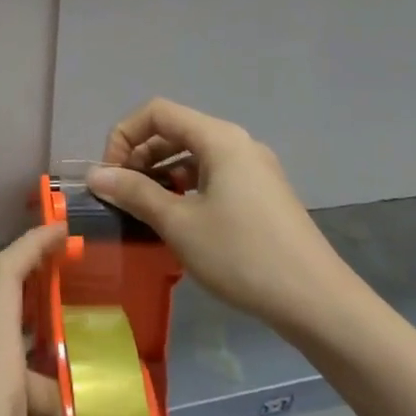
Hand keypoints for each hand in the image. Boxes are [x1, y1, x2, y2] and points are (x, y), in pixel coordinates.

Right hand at [87, 98, 364, 338]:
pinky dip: (187, 188)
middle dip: (140, 155)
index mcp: (219, 138)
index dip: (124, 135)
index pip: (157, 112)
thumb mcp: (179, 224)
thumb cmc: (242, 255)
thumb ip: (135, 193)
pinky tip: (178, 221)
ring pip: (194, 155)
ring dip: (162, 173)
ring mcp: (254, 169)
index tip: (110, 174)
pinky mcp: (263, 194)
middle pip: (175, 130)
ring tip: (145, 209)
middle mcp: (238, 143)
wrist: (319, 303)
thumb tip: (96, 175)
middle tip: (122, 193)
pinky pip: (214, 176)